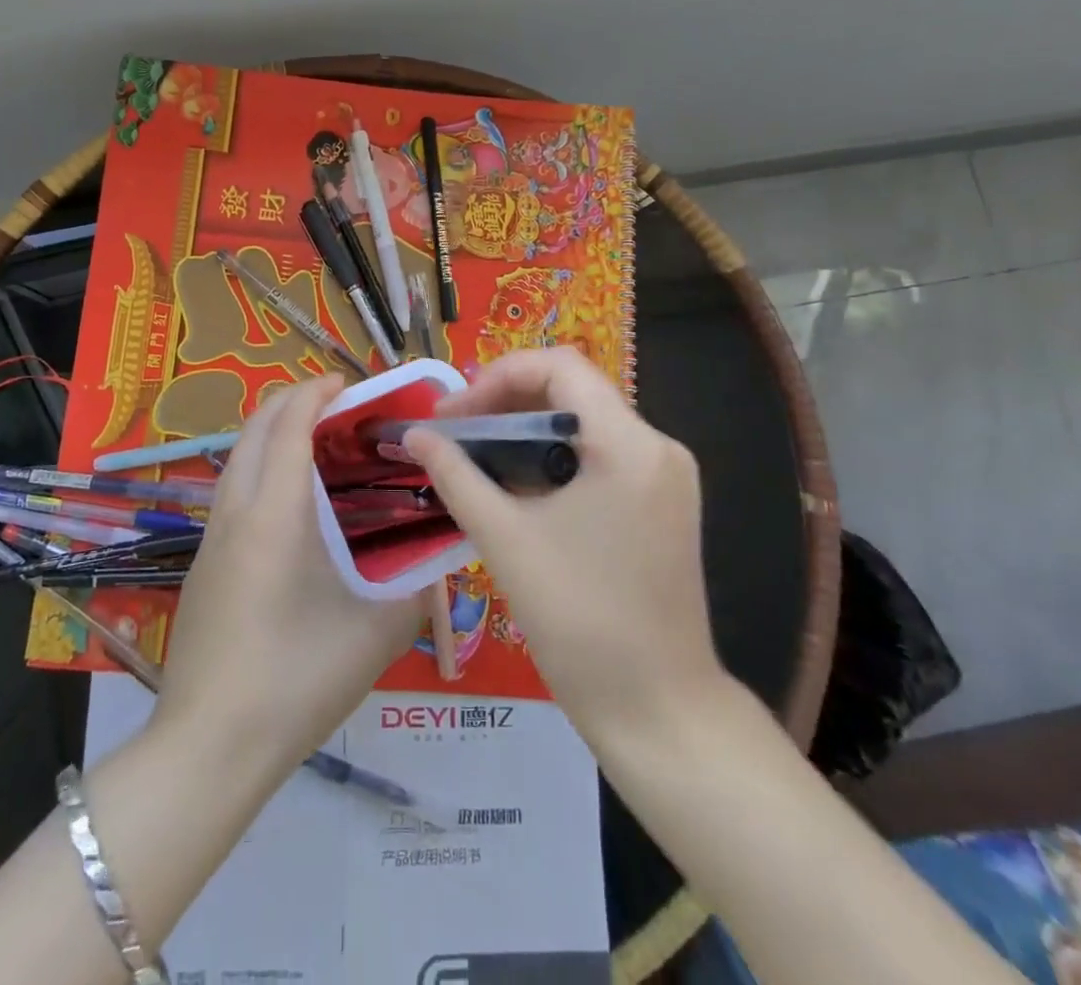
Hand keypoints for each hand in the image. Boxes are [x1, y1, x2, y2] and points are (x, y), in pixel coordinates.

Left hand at [154, 375, 422, 783]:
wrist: (207, 748)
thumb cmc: (294, 682)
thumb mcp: (373, 638)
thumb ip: (414, 594)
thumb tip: (437, 566)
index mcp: (274, 515)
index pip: (288, 425)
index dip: (315, 393)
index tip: (348, 384)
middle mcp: (235, 512)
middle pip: (254, 428)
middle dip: (291, 401)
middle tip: (338, 406)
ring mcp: (212, 538)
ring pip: (237, 458)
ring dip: (273, 434)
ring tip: (320, 446)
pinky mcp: (204, 563)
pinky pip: (232, 490)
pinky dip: (261, 467)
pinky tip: (293, 505)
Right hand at [404, 348, 723, 744]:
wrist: (659, 713)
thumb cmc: (580, 622)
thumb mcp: (506, 539)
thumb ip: (456, 475)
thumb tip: (414, 434)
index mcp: (630, 445)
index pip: (560, 367)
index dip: (498, 377)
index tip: (453, 415)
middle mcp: (658, 447)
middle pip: (573, 391)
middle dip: (506, 402)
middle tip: (455, 432)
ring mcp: (666, 478)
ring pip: (584, 424)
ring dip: (526, 431)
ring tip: (475, 456)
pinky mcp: (662, 505)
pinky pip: (600, 457)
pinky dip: (553, 459)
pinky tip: (515, 486)